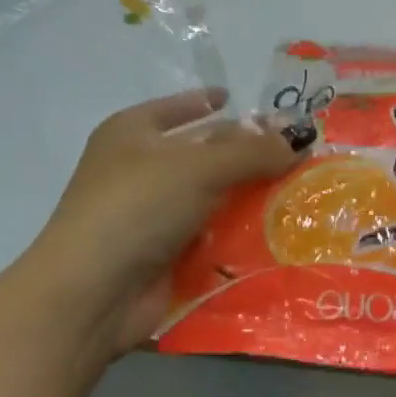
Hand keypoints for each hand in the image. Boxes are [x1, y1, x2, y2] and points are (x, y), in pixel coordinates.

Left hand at [25, 90, 305, 356]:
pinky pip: (212, 236)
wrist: (92, 294)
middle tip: (299, 151)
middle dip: (246, 153)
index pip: (179, 108)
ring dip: (250, 197)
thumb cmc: (137, 206)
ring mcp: (151, 215)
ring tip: (303, 193)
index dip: (210, 103)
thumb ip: (252, 151)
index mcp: (133, 133)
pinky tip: (281, 232)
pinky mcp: (166, 255)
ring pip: (212, 198)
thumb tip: (301, 139)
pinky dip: (240, 235)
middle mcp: (140, 169)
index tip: (242, 102)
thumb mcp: (198, 167)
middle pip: (203, 154)